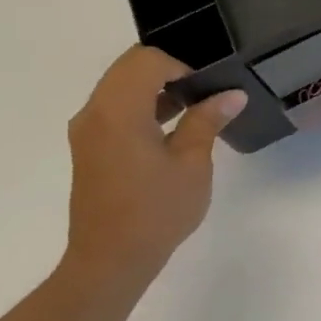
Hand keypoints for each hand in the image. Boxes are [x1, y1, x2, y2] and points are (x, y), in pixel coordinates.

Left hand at [60, 46, 245, 288]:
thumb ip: (207, 121)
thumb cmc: (156, 211)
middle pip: (129, 68)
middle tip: (205, 94)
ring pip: (120, 88)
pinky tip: (173, 131)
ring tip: (195, 111)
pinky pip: (115, 110)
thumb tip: (232, 95)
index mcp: (118, 111)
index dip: (182, 66)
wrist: (110, 260)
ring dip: (156, 90)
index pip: (147, 61)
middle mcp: (94, 113)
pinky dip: (143, 108)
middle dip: (169, 72)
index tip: (209, 88)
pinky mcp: (90, 148)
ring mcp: (88, 131)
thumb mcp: (192, 164)